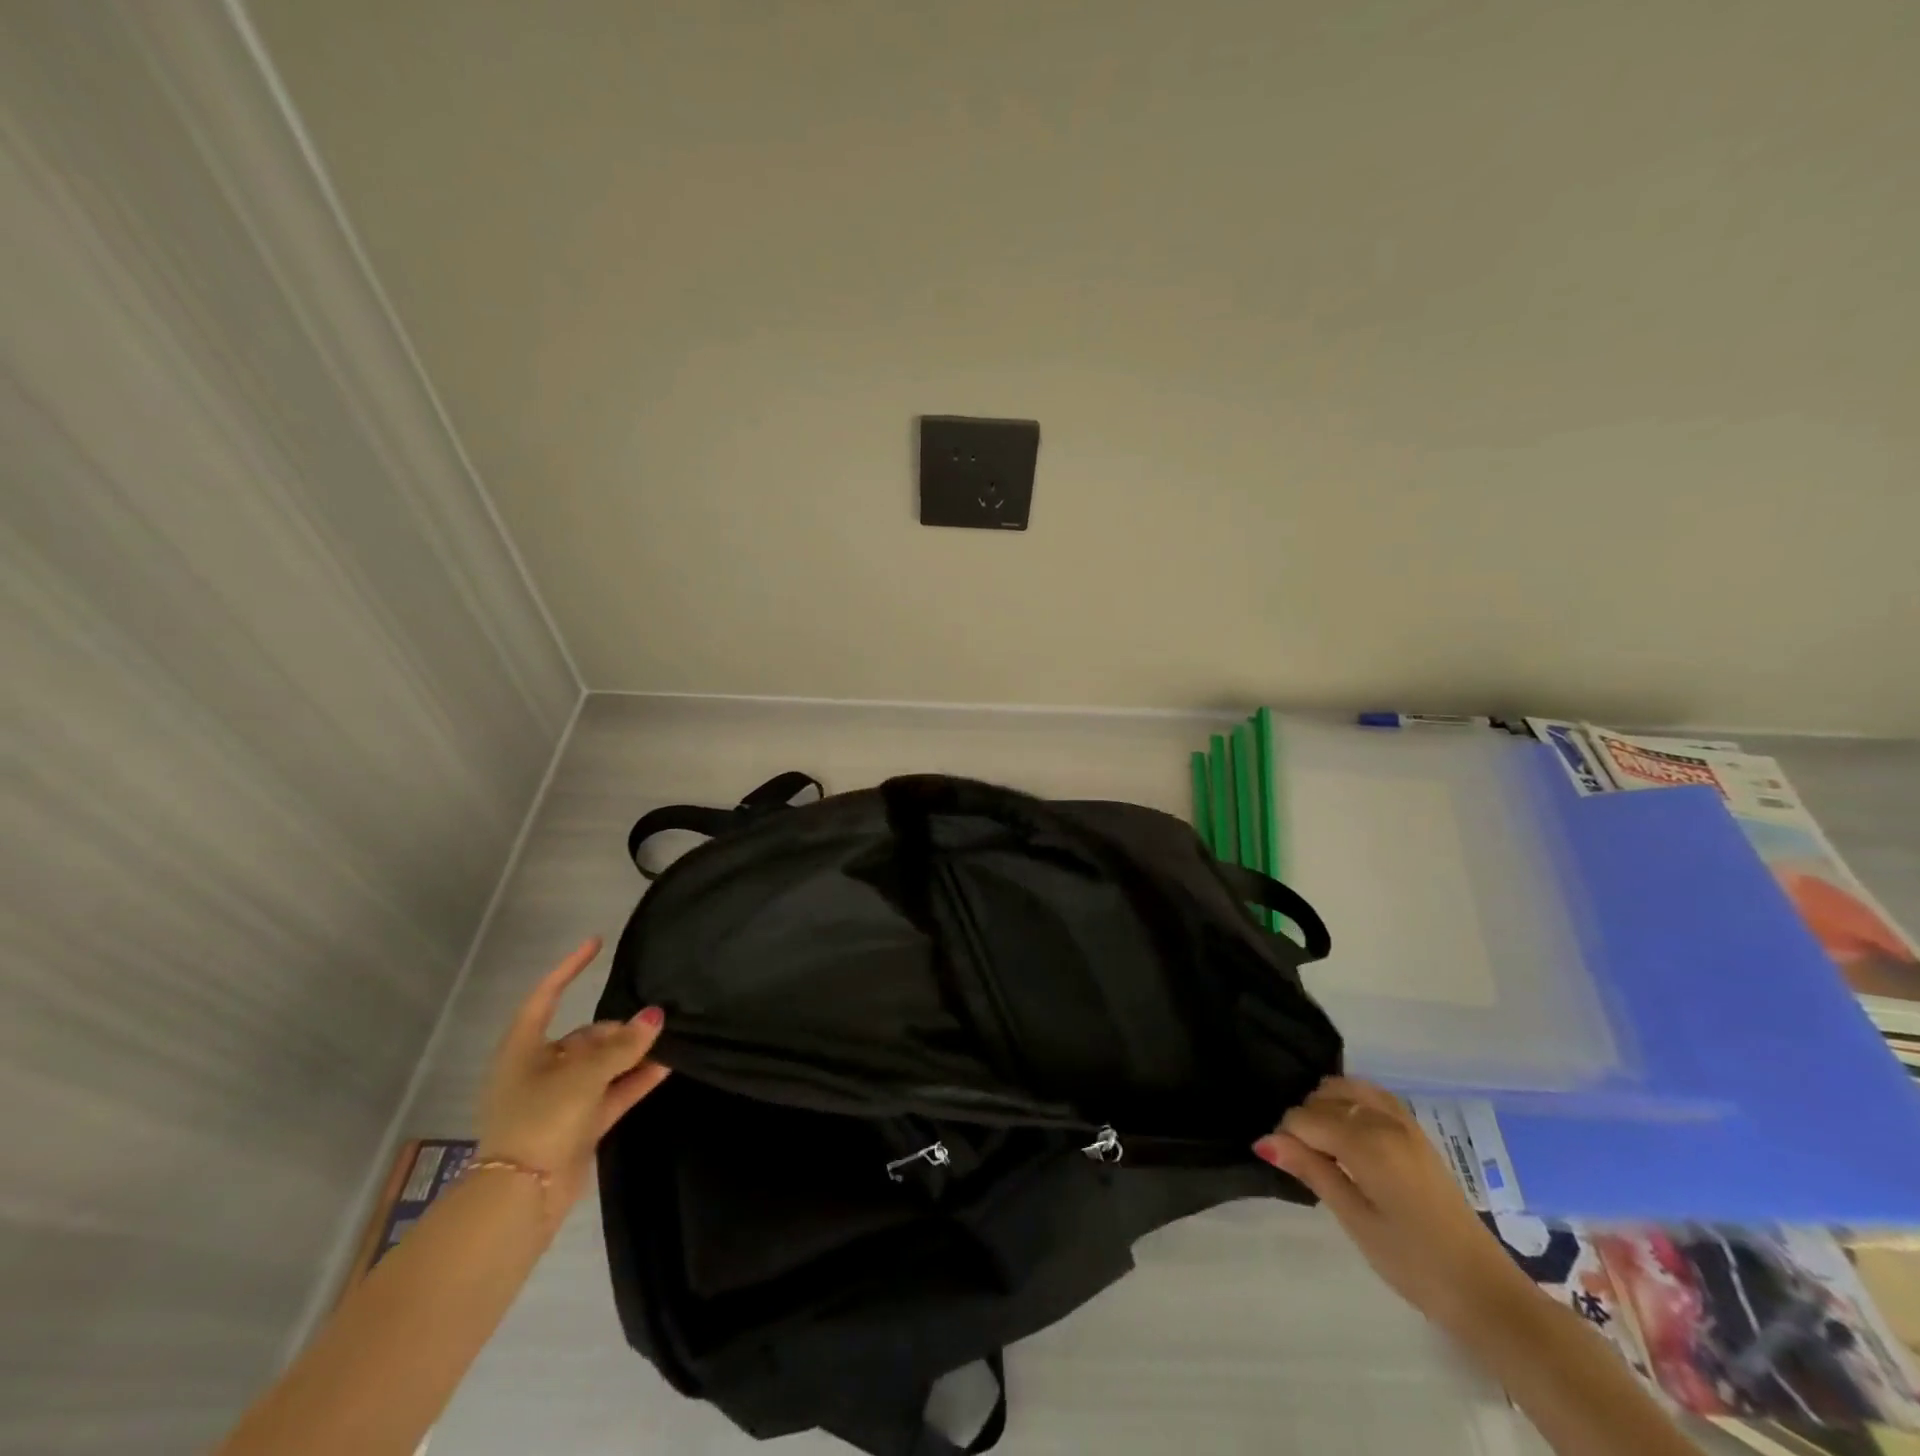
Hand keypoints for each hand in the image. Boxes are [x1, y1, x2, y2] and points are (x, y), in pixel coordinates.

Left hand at [477, 936, 669, 1218]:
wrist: (521, 1198)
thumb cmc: (540, 1119)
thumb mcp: (584, 1075)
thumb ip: (623, 1045)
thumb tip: (656, 1016)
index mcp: (523, 1049)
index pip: (546, 996)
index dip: (570, 968)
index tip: (597, 944)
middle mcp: (539, 1069)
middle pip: (584, 1036)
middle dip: (617, 1028)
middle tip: (652, 1022)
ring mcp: (559, 1098)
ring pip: (601, 1065)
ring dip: (631, 1053)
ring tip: (668, 1038)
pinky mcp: (578, 1123)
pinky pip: (612, 1091)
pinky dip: (635, 1079)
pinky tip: (666, 1065)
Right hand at [1254, 1077, 1535, 1332]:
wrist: (1485, 1291)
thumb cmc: (1413, 1263)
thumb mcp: (1355, 1220)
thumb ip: (1311, 1171)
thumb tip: (1264, 1141)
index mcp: (1367, 1141)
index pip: (1303, 1117)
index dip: (1286, 1139)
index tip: (1288, 1168)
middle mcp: (1384, 1119)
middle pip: (1322, 1098)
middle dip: (1305, 1122)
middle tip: (1306, 1164)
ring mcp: (1404, 1121)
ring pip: (1345, 1088)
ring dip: (1326, 1108)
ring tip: (1325, 1149)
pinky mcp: (1416, 1131)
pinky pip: (1371, 1095)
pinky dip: (1350, 1102)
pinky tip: (1349, 1134)